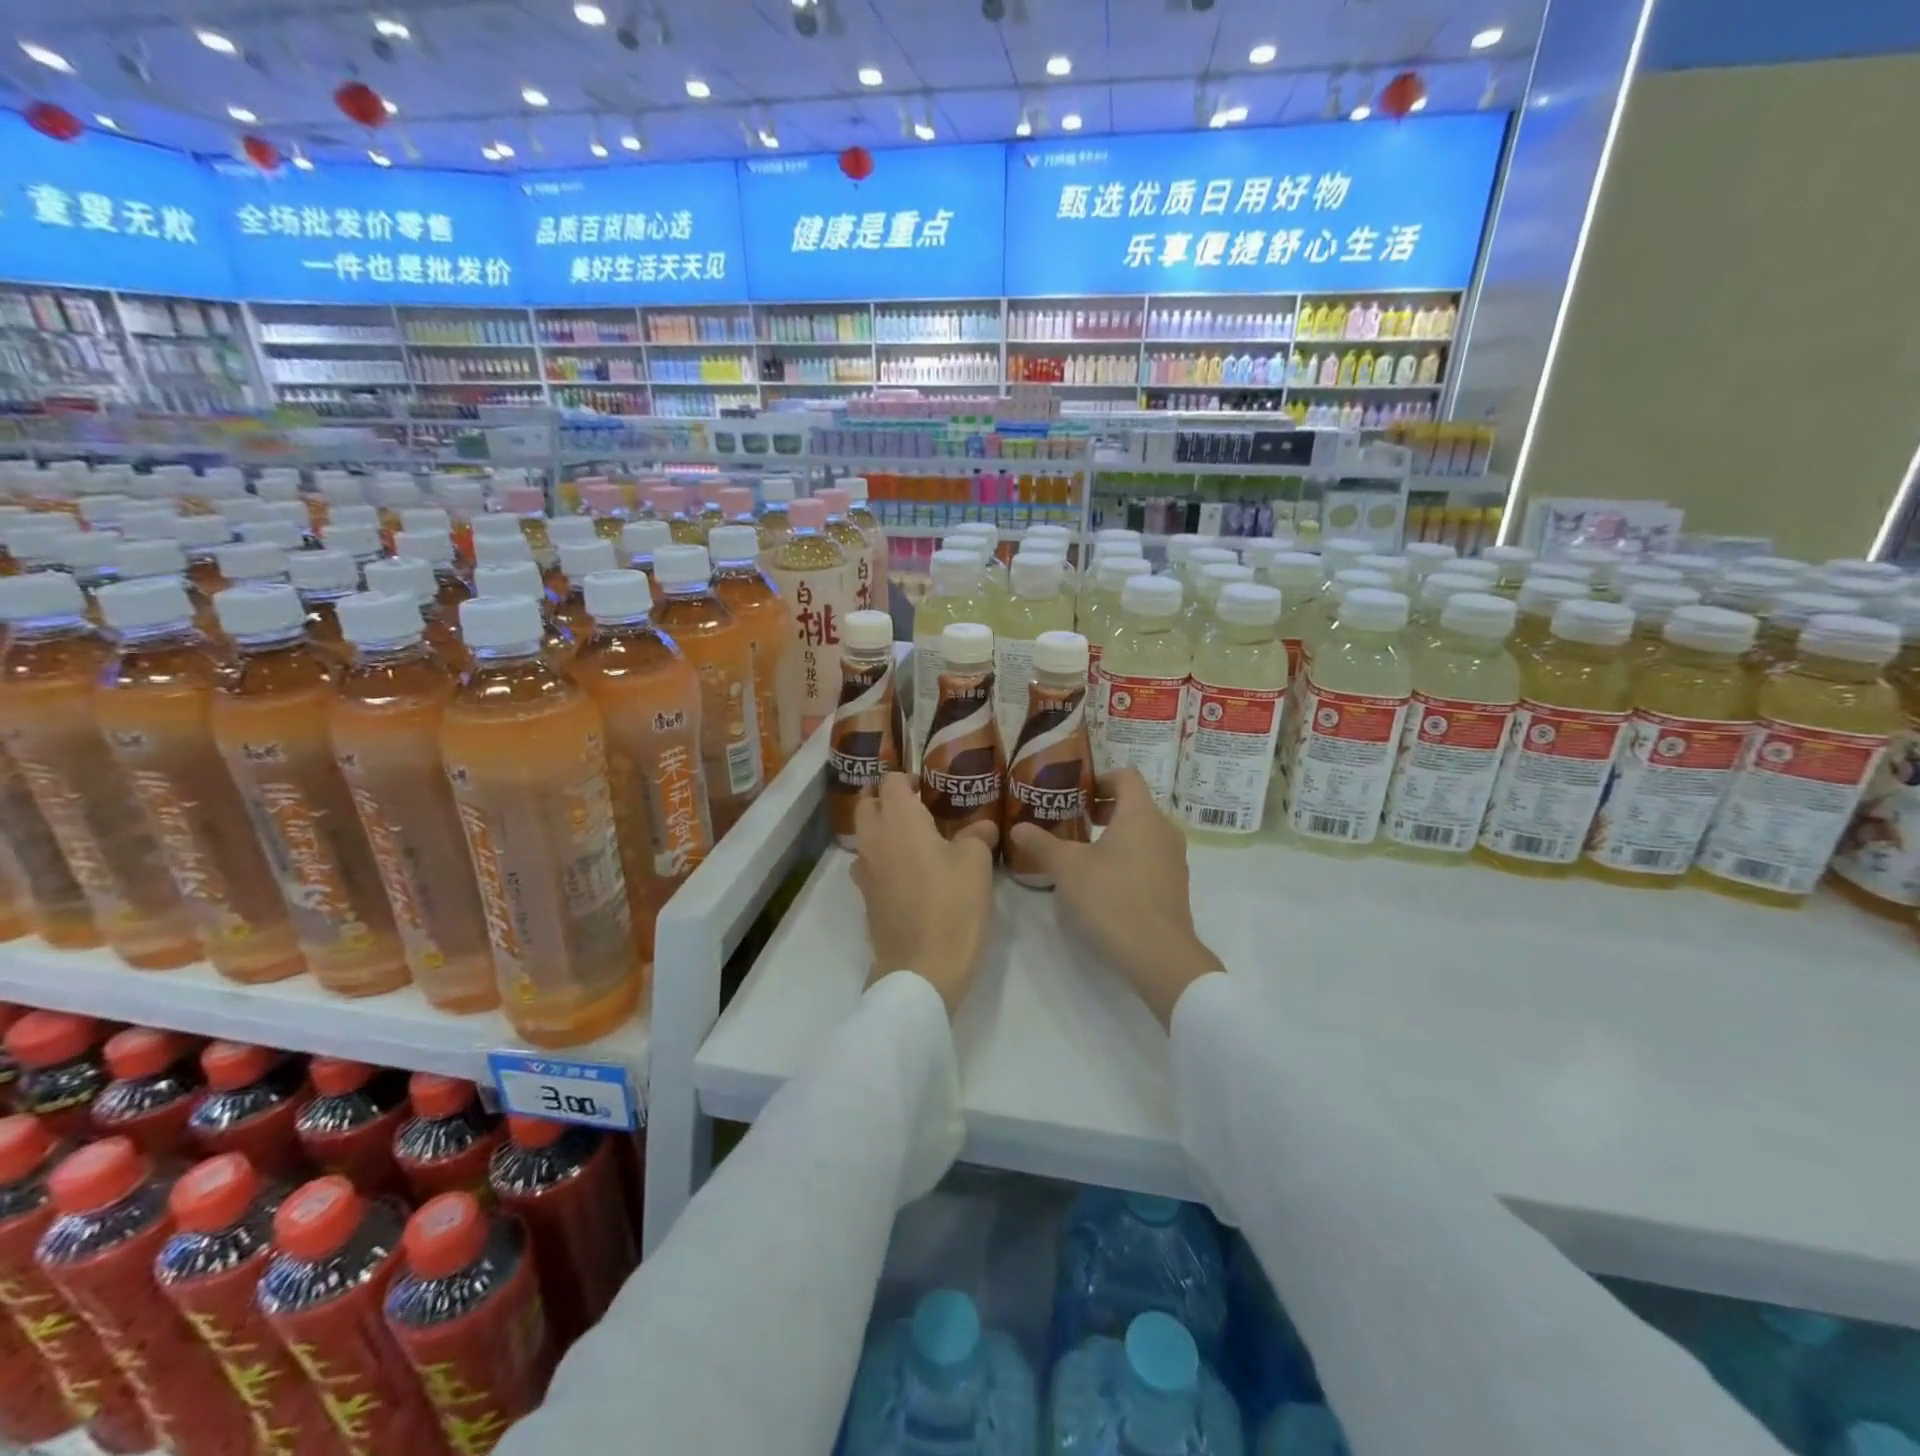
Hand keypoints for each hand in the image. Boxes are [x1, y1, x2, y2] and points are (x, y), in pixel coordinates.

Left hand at [850, 773, 998, 1016]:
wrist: (922, 969)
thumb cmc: (952, 906)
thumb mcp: (976, 864)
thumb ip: (976, 835)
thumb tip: (982, 826)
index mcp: (899, 821)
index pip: (891, 781)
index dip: (908, 778)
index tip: (930, 787)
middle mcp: (874, 839)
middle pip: (868, 805)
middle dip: (888, 801)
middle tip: (920, 810)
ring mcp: (865, 871)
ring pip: (865, 837)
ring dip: (883, 831)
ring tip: (916, 842)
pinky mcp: (866, 899)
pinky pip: (870, 865)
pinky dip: (884, 860)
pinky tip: (910, 874)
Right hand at [1006, 767, 1222, 1027]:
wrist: (1158, 953)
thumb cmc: (1111, 897)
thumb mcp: (1067, 868)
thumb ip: (1041, 843)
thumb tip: (1018, 827)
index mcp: (1140, 814)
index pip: (1126, 776)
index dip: (1100, 777)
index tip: (1076, 792)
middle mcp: (1163, 829)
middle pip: (1135, 803)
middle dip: (1103, 808)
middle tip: (1073, 820)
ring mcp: (1174, 858)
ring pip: (1143, 831)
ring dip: (1116, 833)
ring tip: (1085, 851)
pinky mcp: (1175, 884)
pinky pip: (1151, 856)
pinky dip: (1129, 855)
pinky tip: (1105, 880)